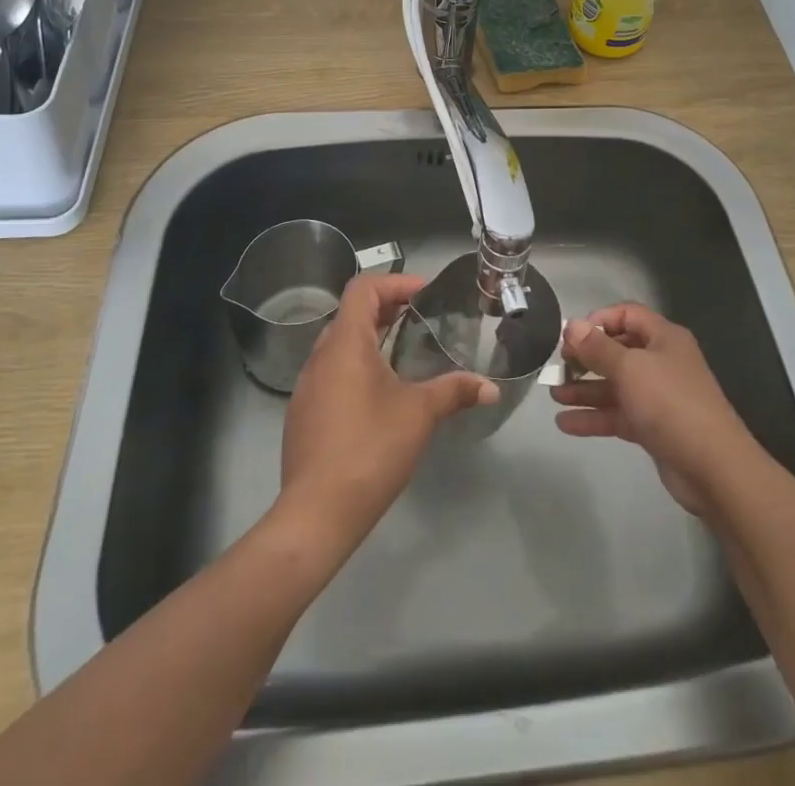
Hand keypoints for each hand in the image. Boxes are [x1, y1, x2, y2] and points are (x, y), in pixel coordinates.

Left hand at [278, 272, 499, 549]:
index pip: (363, 289)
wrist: (317, 513)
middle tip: (419, 319)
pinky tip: (379, 395)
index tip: (424, 294)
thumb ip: (455, 391)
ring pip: (339, 345)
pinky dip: (356, 367)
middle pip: (351, 314)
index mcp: (346, 343)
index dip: (394, 283)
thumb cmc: (370, 448)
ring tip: (404, 354)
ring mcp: (307, 386)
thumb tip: (491, 387)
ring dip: (370, 339)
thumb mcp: (420, 414)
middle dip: (386, 309)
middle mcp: (321, 356)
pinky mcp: (303, 413)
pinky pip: (331, 373)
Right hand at [551, 303, 759, 515]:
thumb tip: (572, 325)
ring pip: (615, 385)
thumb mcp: (630, 368)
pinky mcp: (653, 427)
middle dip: (586, 358)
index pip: (627, 314)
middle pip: (618, 350)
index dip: (598, 320)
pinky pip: (618, 414)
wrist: (713, 468)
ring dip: (585, 389)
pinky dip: (594, 417)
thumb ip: (598, 347)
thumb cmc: (670, 403)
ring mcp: (658, 396)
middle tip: (558, 366)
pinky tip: (565, 423)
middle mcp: (661, 361)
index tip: (571, 336)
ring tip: (554, 395)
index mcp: (663, 338)